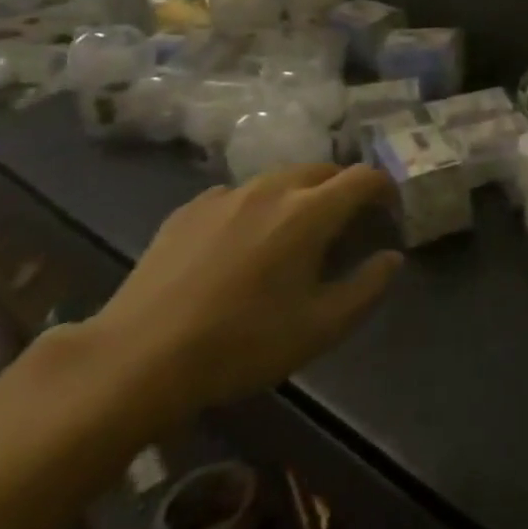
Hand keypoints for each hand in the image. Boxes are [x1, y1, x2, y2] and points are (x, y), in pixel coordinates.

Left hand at [83, 164, 401, 420]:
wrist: (136, 358)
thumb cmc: (241, 344)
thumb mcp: (320, 328)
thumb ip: (367, 288)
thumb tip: (391, 257)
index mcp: (310, 211)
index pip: (364, 177)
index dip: (385, 189)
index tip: (388, 214)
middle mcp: (272, 188)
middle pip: (324, 170)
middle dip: (344, 190)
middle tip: (345, 227)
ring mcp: (226, 194)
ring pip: (280, 179)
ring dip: (301, 196)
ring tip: (294, 234)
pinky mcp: (189, 209)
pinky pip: (238, 195)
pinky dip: (256, 208)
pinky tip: (241, 245)